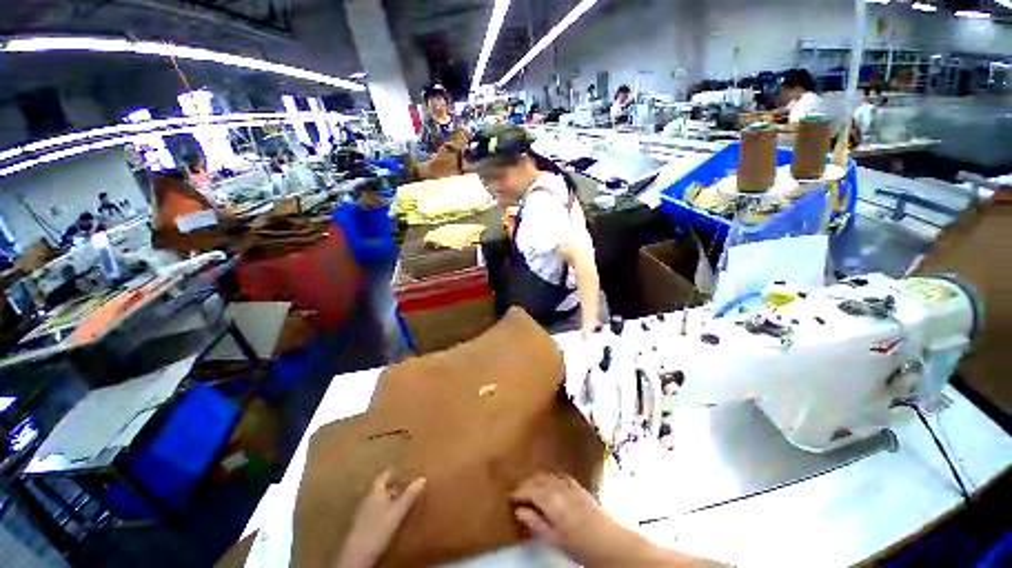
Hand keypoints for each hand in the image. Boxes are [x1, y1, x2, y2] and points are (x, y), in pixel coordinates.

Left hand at [334, 471, 426, 567]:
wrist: (357, 554)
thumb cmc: (378, 528)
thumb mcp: (397, 512)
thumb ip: (409, 496)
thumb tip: (422, 478)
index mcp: (375, 492)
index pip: (382, 477)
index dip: (390, 473)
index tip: (397, 469)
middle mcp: (367, 499)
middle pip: (379, 489)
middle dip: (389, 486)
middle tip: (401, 484)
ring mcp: (362, 513)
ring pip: (375, 500)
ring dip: (385, 499)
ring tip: (397, 499)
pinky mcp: (360, 526)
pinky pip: (373, 512)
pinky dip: (381, 510)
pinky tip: (387, 516)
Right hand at [511, 473, 647, 567]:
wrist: (608, 541)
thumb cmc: (579, 545)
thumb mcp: (554, 539)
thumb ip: (536, 523)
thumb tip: (519, 510)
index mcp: (551, 500)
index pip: (529, 490)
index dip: (518, 492)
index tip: (510, 496)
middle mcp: (559, 487)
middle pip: (538, 479)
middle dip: (526, 483)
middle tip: (517, 491)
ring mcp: (570, 485)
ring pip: (548, 475)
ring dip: (537, 478)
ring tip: (530, 486)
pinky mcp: (579, 486)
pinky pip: (560, 476)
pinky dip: (551, 477)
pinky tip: (550, 481)